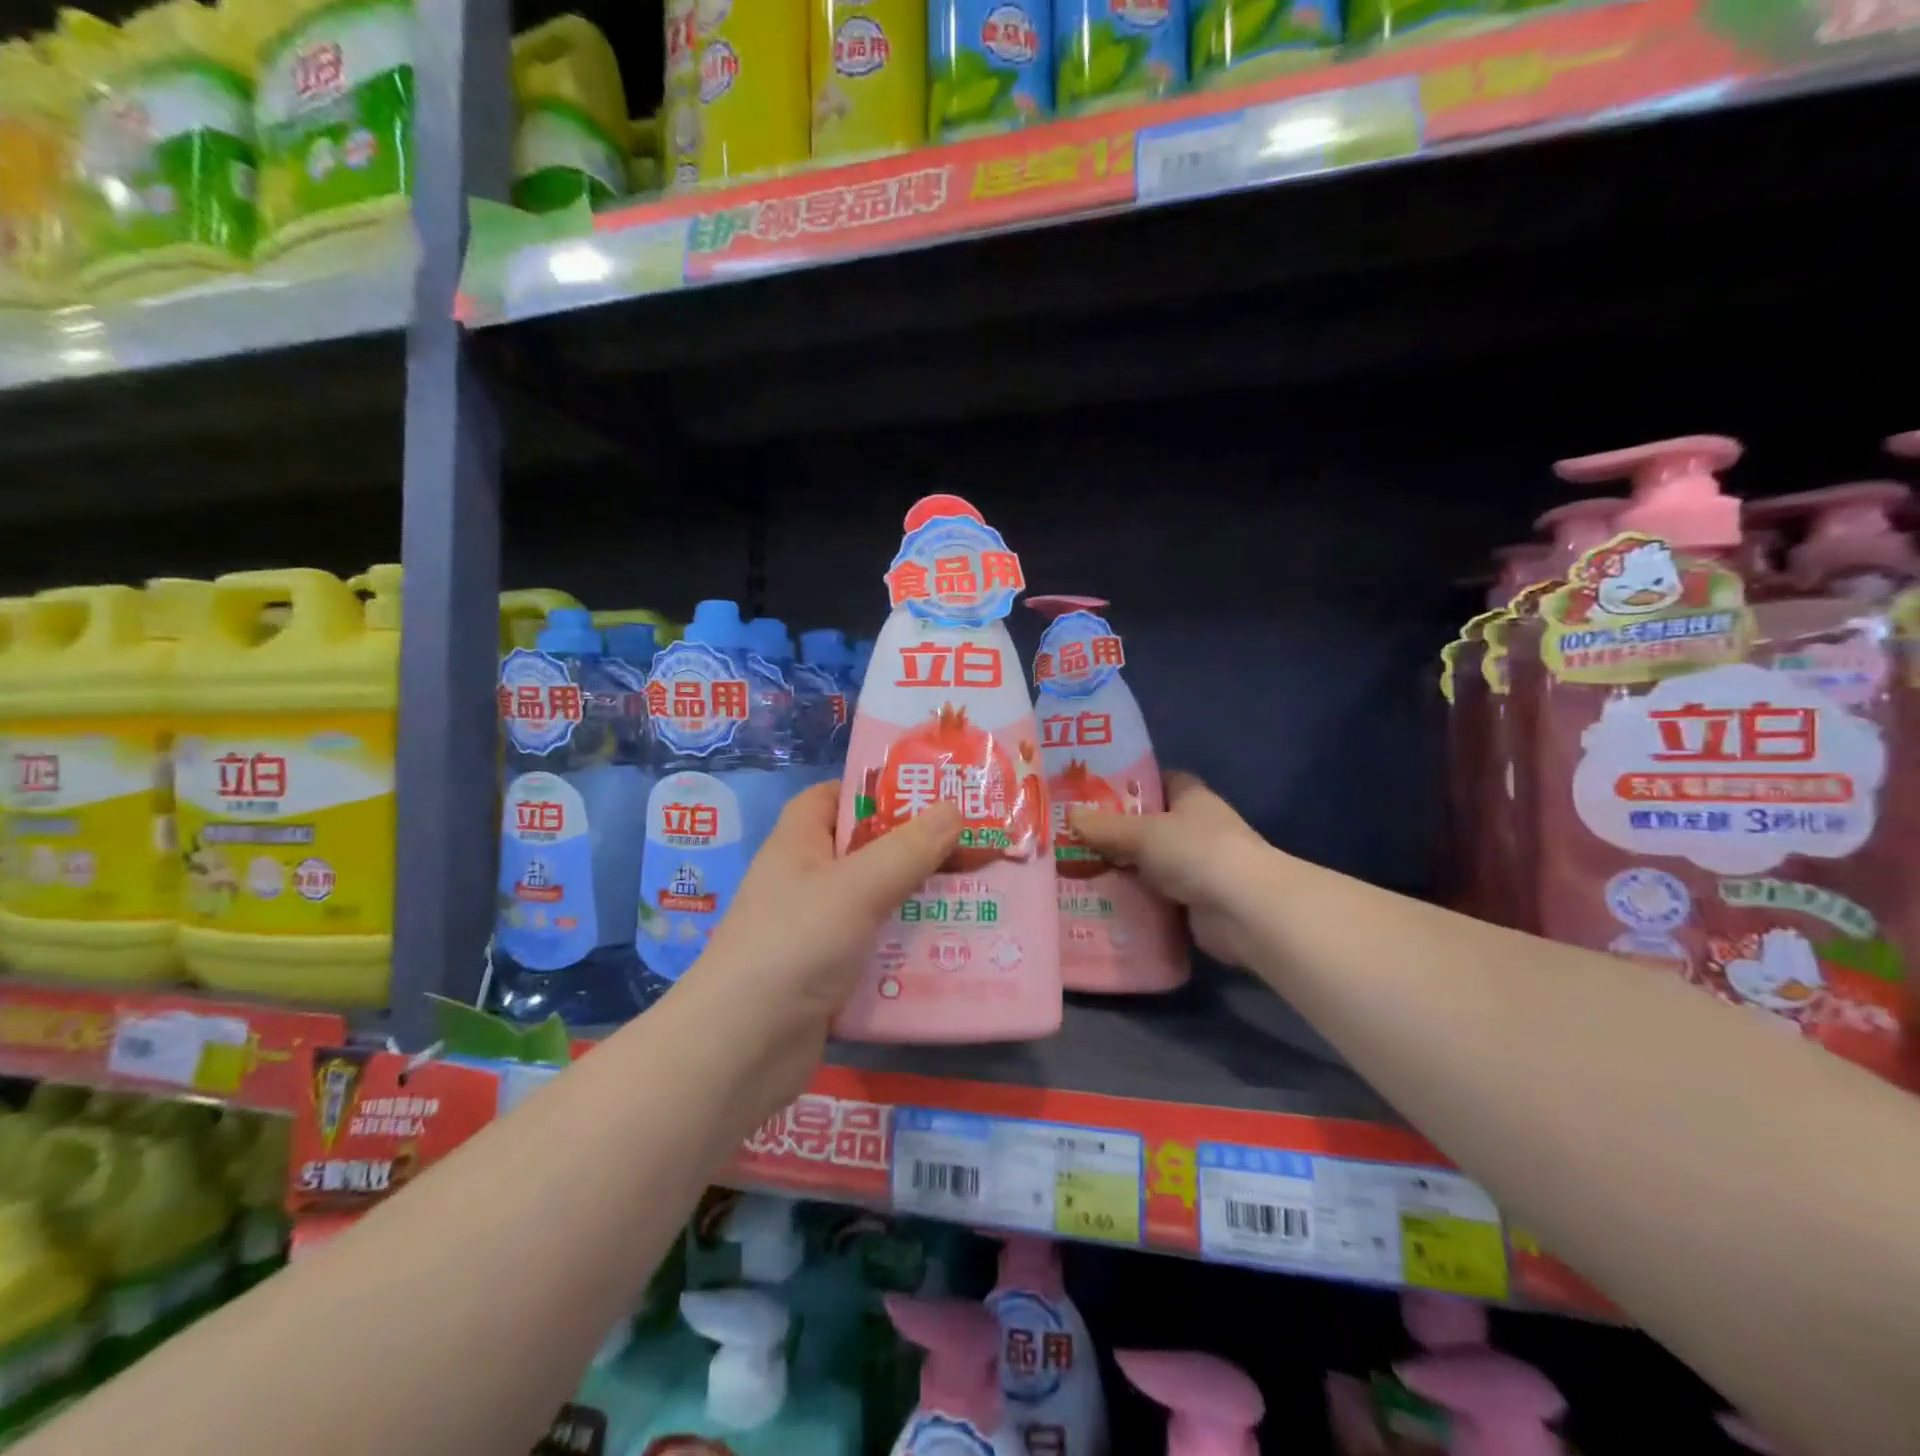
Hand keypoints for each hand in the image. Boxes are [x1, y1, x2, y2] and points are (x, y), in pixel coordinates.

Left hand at [687, 783, 960, 1091]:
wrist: (741, 1049)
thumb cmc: (794, 945)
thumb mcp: (856, 888)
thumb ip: (908, 849)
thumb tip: (954, 807)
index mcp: (799, 843)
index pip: (833, 796)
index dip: (875, 790)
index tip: (928, 794)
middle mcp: (806, 880)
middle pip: (865, 850)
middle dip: (915, 848)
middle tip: (973, 846)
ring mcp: (817, 929)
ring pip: (877, 901)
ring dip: (920, 899)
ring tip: (978, 894)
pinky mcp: (830, 973)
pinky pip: (877, 946)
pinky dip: (909, 945)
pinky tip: (954, 948)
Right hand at [1070, 772, 1270, 968]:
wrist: (1245, 911)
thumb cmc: (1197, 852)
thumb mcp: (1143, 833)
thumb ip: (1105, 826)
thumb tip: (1069, 816)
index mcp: (1191, 798)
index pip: (1159, 781)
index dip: (1129, 783)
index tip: (1092, 792)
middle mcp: (1196, 828)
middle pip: (1149, 825)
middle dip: (1114, 831)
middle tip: (1070, 835)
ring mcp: (1197, 867)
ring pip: (1148, 863)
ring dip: (1120, 869)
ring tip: (1073, 869)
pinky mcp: (1192, 903)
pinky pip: (1153, 896)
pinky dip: (1131, 899)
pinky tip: (1097, 901)